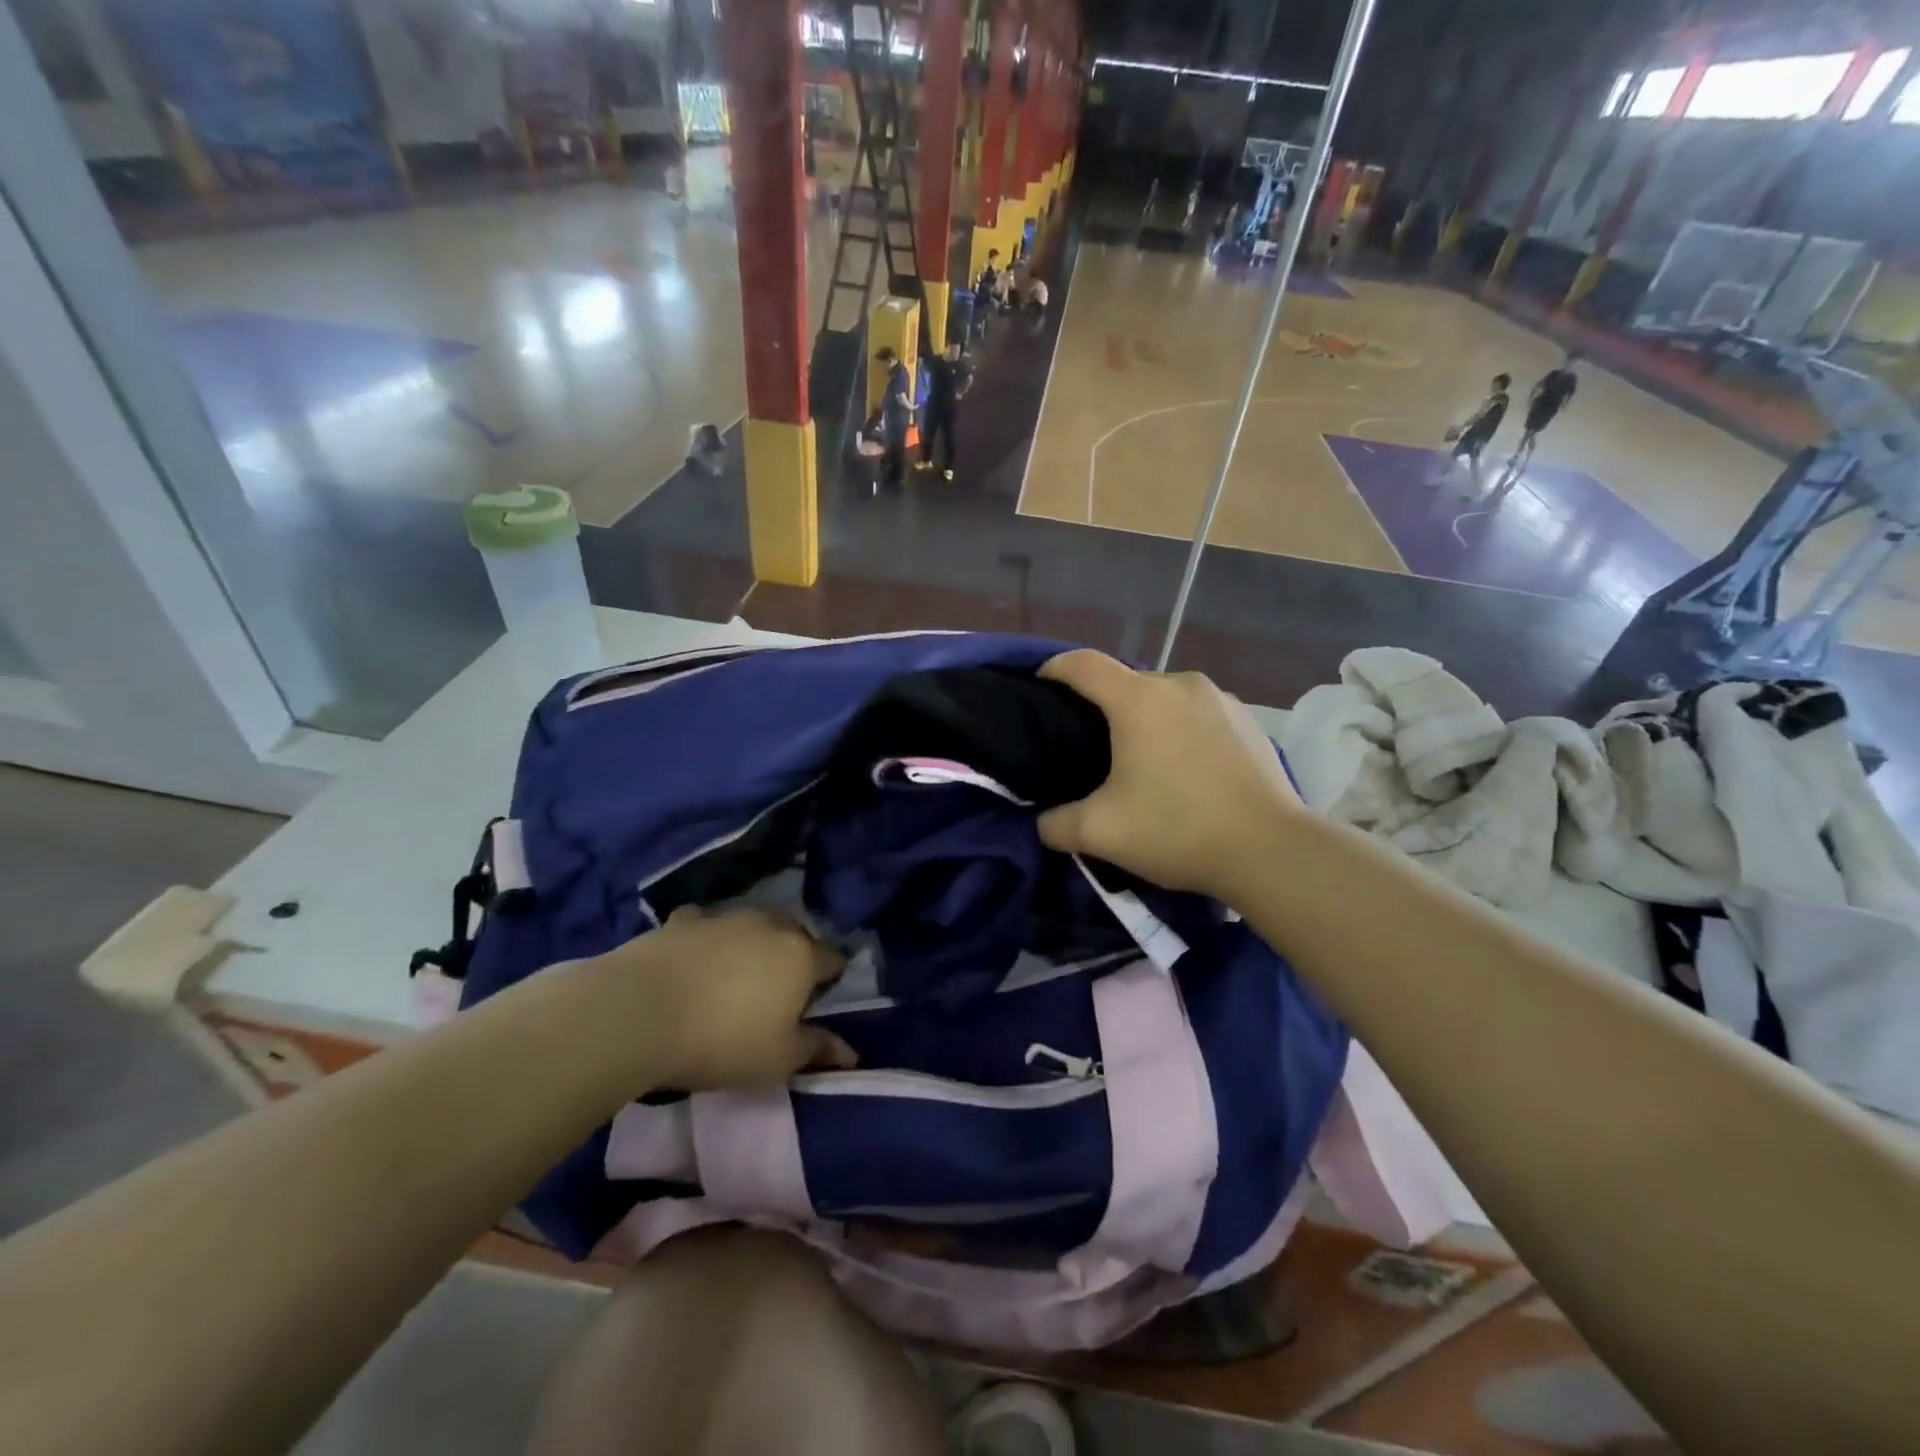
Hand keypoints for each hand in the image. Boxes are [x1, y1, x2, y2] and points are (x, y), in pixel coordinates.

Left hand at [606, 907, 854, 1090]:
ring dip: (751, 947)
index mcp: (801, 956)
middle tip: (772, 997)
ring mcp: (725, 916)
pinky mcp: (683, 918)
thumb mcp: (777, 1060)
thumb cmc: (721, 1040)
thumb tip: (852, 1053)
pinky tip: (691, 963)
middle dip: (791, 959)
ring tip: (730, 981)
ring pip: (752, 926)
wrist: (637, 1012)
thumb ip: (817, 1050)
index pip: (834, 960)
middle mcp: (770, 924)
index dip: (828, 983)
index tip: (812, 1007)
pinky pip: (705, 926)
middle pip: (794, 937)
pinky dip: (706, 941)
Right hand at [1036, 651, 1304, 902]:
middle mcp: (1180, 684)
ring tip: (1138, 757)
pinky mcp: (1248, 720)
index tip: (1038, 687)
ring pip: (1164, 697)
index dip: (1052, 669)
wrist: (1273, 851)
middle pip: (1124, 681)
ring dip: (1144, 717)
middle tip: (1086, 743)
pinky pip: (1197, 712)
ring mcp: (1220, 699)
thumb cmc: (1178, 830)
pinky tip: (1183, 767)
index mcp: (1139, 699)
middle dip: (1100, 703)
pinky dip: (1179, 728)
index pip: (1082, 664)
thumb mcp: (1100, 833)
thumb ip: (1055, 824)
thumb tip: (1042, 822)